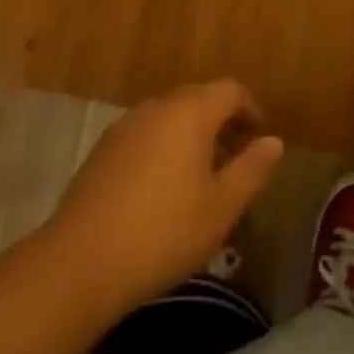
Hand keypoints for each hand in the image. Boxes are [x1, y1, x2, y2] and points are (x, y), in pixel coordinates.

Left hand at [45, 81, 283, 313]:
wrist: (80, 261)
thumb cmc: (163, 233)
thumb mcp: (221, 208)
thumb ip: (252, 170)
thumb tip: (273, 142)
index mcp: (189, 113)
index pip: (229, 91)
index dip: (250, 109)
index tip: (261, 136)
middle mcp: (156, 108)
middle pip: (198, 99)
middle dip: (223, 121)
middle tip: (238, 157)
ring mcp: (125, 126)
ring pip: (170, 117)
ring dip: (193, 135)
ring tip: (204, 176)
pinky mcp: (103, 150)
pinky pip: (146, 134)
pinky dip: (165, 147)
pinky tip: (165, 188)